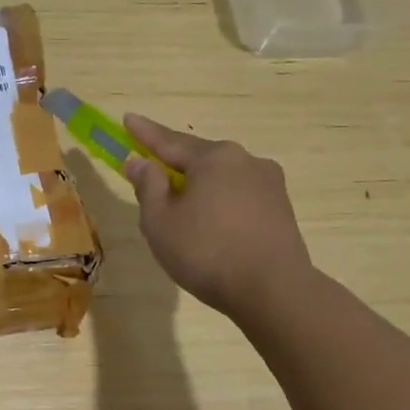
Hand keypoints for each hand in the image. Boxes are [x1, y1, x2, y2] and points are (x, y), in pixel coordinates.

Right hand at [120, 114, 312, 318]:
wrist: (273, 290)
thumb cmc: (206, 251)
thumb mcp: (160, 221)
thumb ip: (148, 187)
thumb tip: (140, 162)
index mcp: (214, 157)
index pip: (169, 141)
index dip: (144, 133)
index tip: (128, 119)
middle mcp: (246, 161)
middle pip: (200, 158)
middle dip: (174, 164)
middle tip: (151, 171)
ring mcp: (269, 184)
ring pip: (222, 179)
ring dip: (199, 187)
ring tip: (181, 208)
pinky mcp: (281, 210)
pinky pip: (239, 197)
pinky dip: (219, 204)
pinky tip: (210, 224)